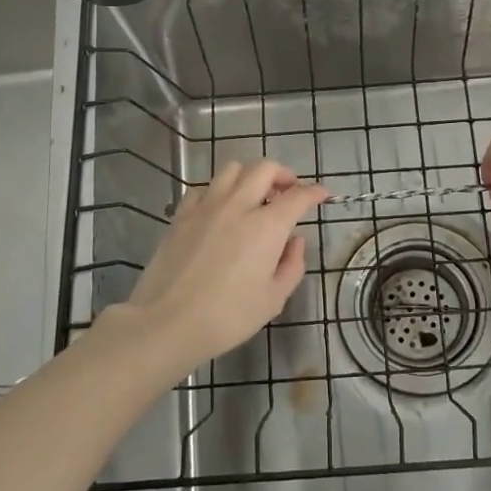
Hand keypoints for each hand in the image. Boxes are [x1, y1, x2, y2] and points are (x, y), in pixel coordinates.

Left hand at [114, 159, 327, 376]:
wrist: (168, 322)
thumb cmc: (228, 317)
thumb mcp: (273, 299)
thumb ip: (292, 265)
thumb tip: (295, 241)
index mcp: (267, 226)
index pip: (298, 196)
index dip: (314, 192)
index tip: (322, 194)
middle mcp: (238, 206)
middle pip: (264, 168)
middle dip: (283, 175)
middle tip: (288, 192)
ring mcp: (207, 207)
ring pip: (232, 169)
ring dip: (249, 177)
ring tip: (254, 196)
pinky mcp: (182, 215)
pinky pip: (204, 188)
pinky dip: (218, 191)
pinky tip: (220, 208)